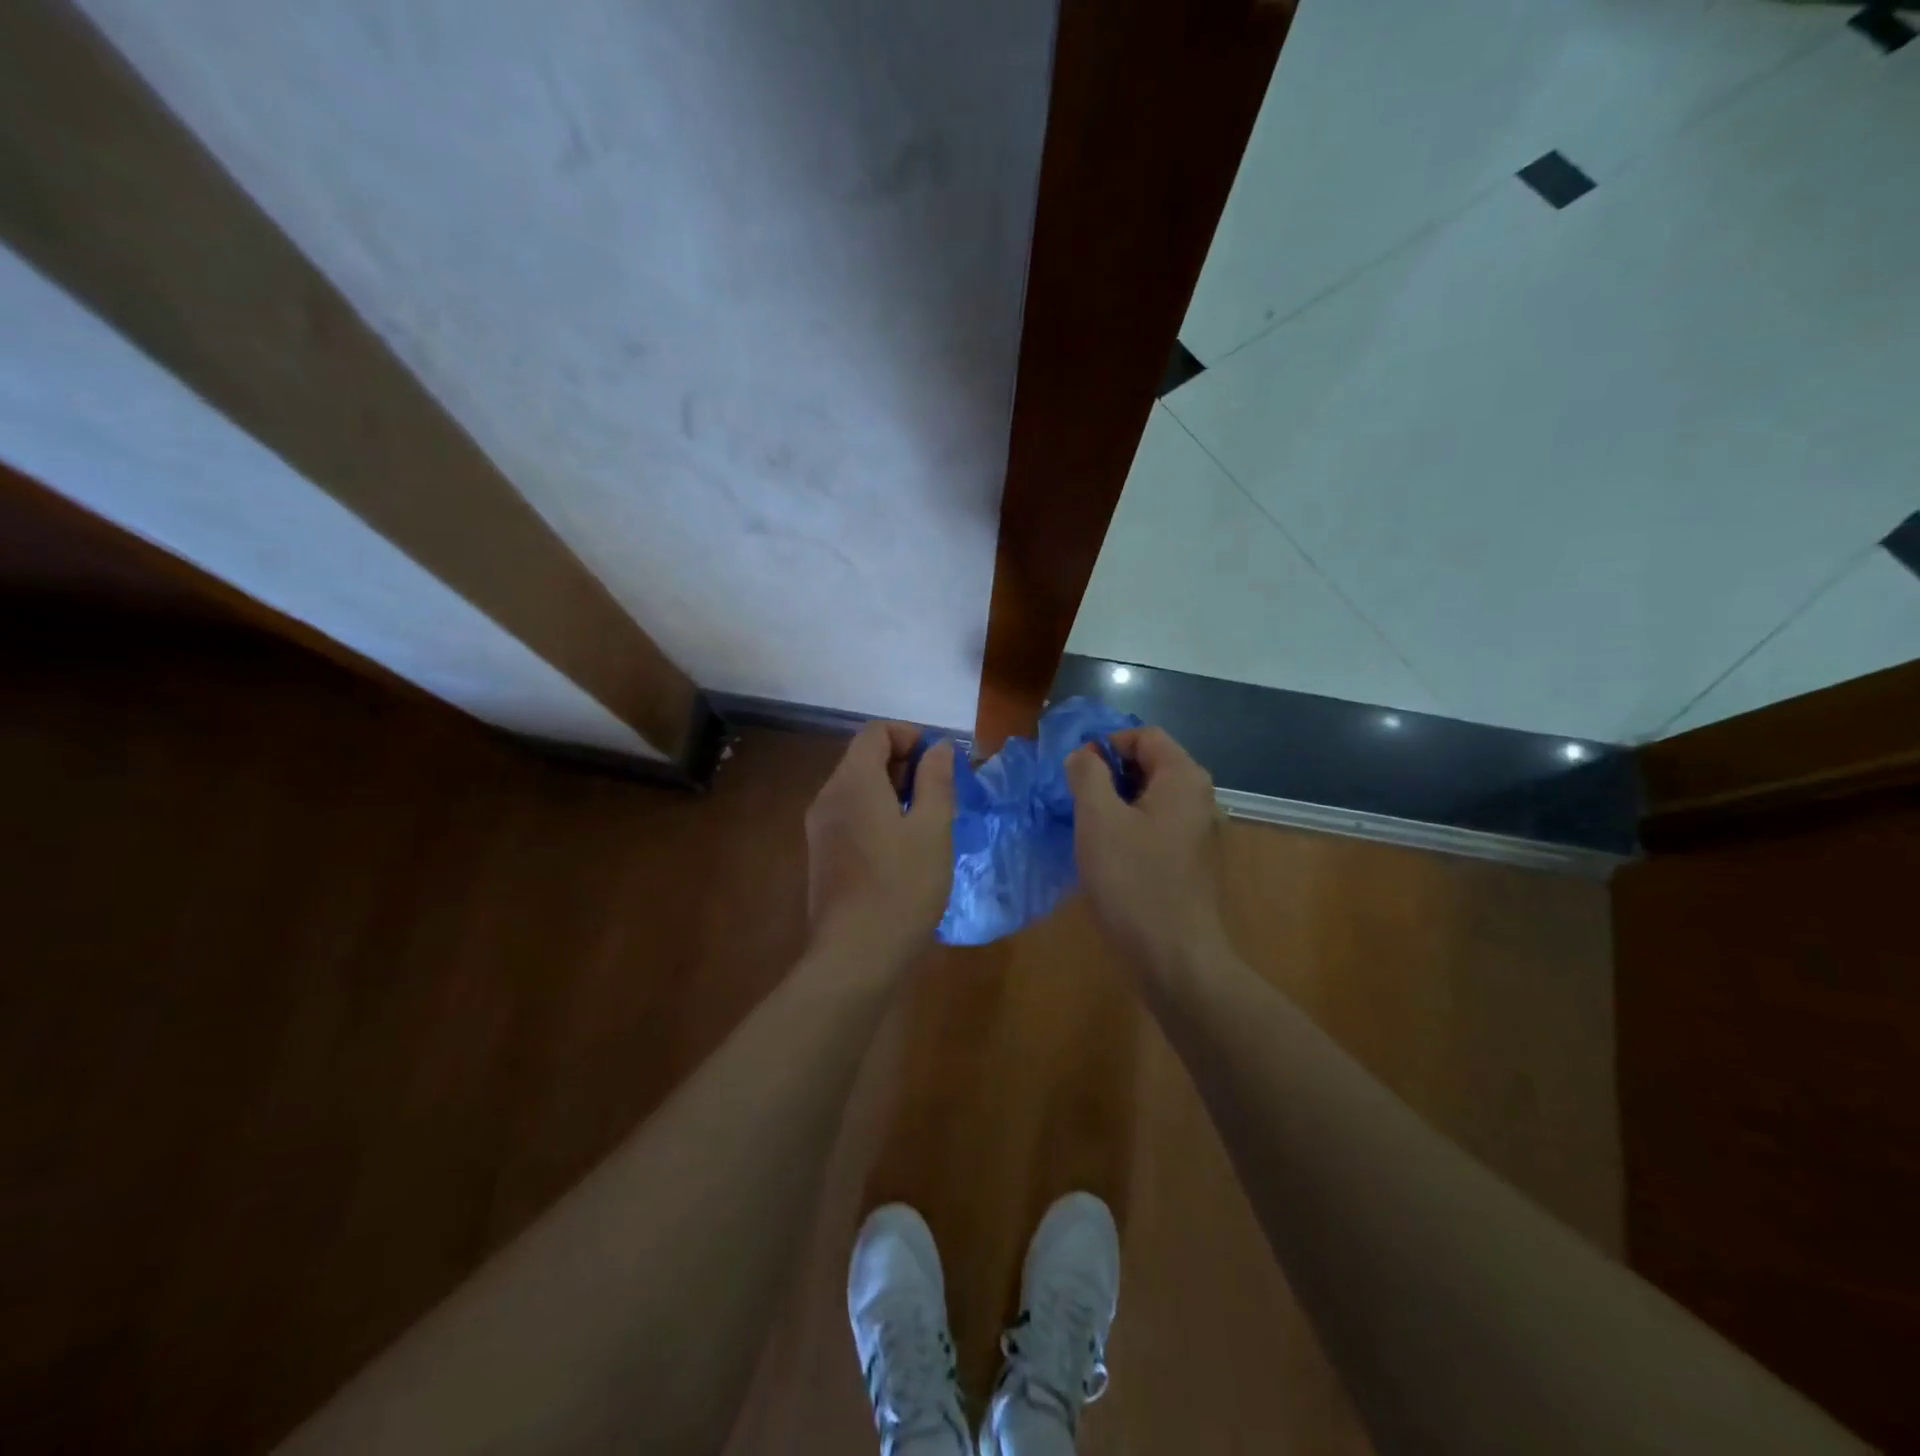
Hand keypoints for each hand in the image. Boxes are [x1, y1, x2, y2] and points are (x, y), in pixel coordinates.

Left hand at [805, 722, 955, 963]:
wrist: (855, 955)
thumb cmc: (902, 887)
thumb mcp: (932, 829)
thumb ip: (936, 781)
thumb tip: (938, 748)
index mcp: (852, 782)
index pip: (875, 732)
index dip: (910, 736)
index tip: (938, 763)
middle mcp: (828, 797)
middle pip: (863, 758)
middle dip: (903, 764)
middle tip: (937, 795)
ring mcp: (820, 828)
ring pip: (857, 789)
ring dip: (892, 791)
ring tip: (925, 822)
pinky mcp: (821, 855)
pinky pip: (850, 816)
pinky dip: (877, 814)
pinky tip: (902, 848)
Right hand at [1067, 727, 1228, 976]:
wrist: (1174, 958)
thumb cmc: (1133, 881)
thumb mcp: (1098, 820)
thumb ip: (1087, 775)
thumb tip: (1083, 755)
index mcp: (1183, 778)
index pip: (1144, 735)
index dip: (1106, 745)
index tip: (1075, 774)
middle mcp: (1199, 798)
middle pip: (1149, 764)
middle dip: (1108, 775)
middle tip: (1076, 803)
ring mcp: (1198, 832)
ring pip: (1150, 798)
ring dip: (1115, 804)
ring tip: (1087, 830)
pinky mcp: (1190, 861)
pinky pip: (1156, 826)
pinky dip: (1130, 829)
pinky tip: (1108, 857)